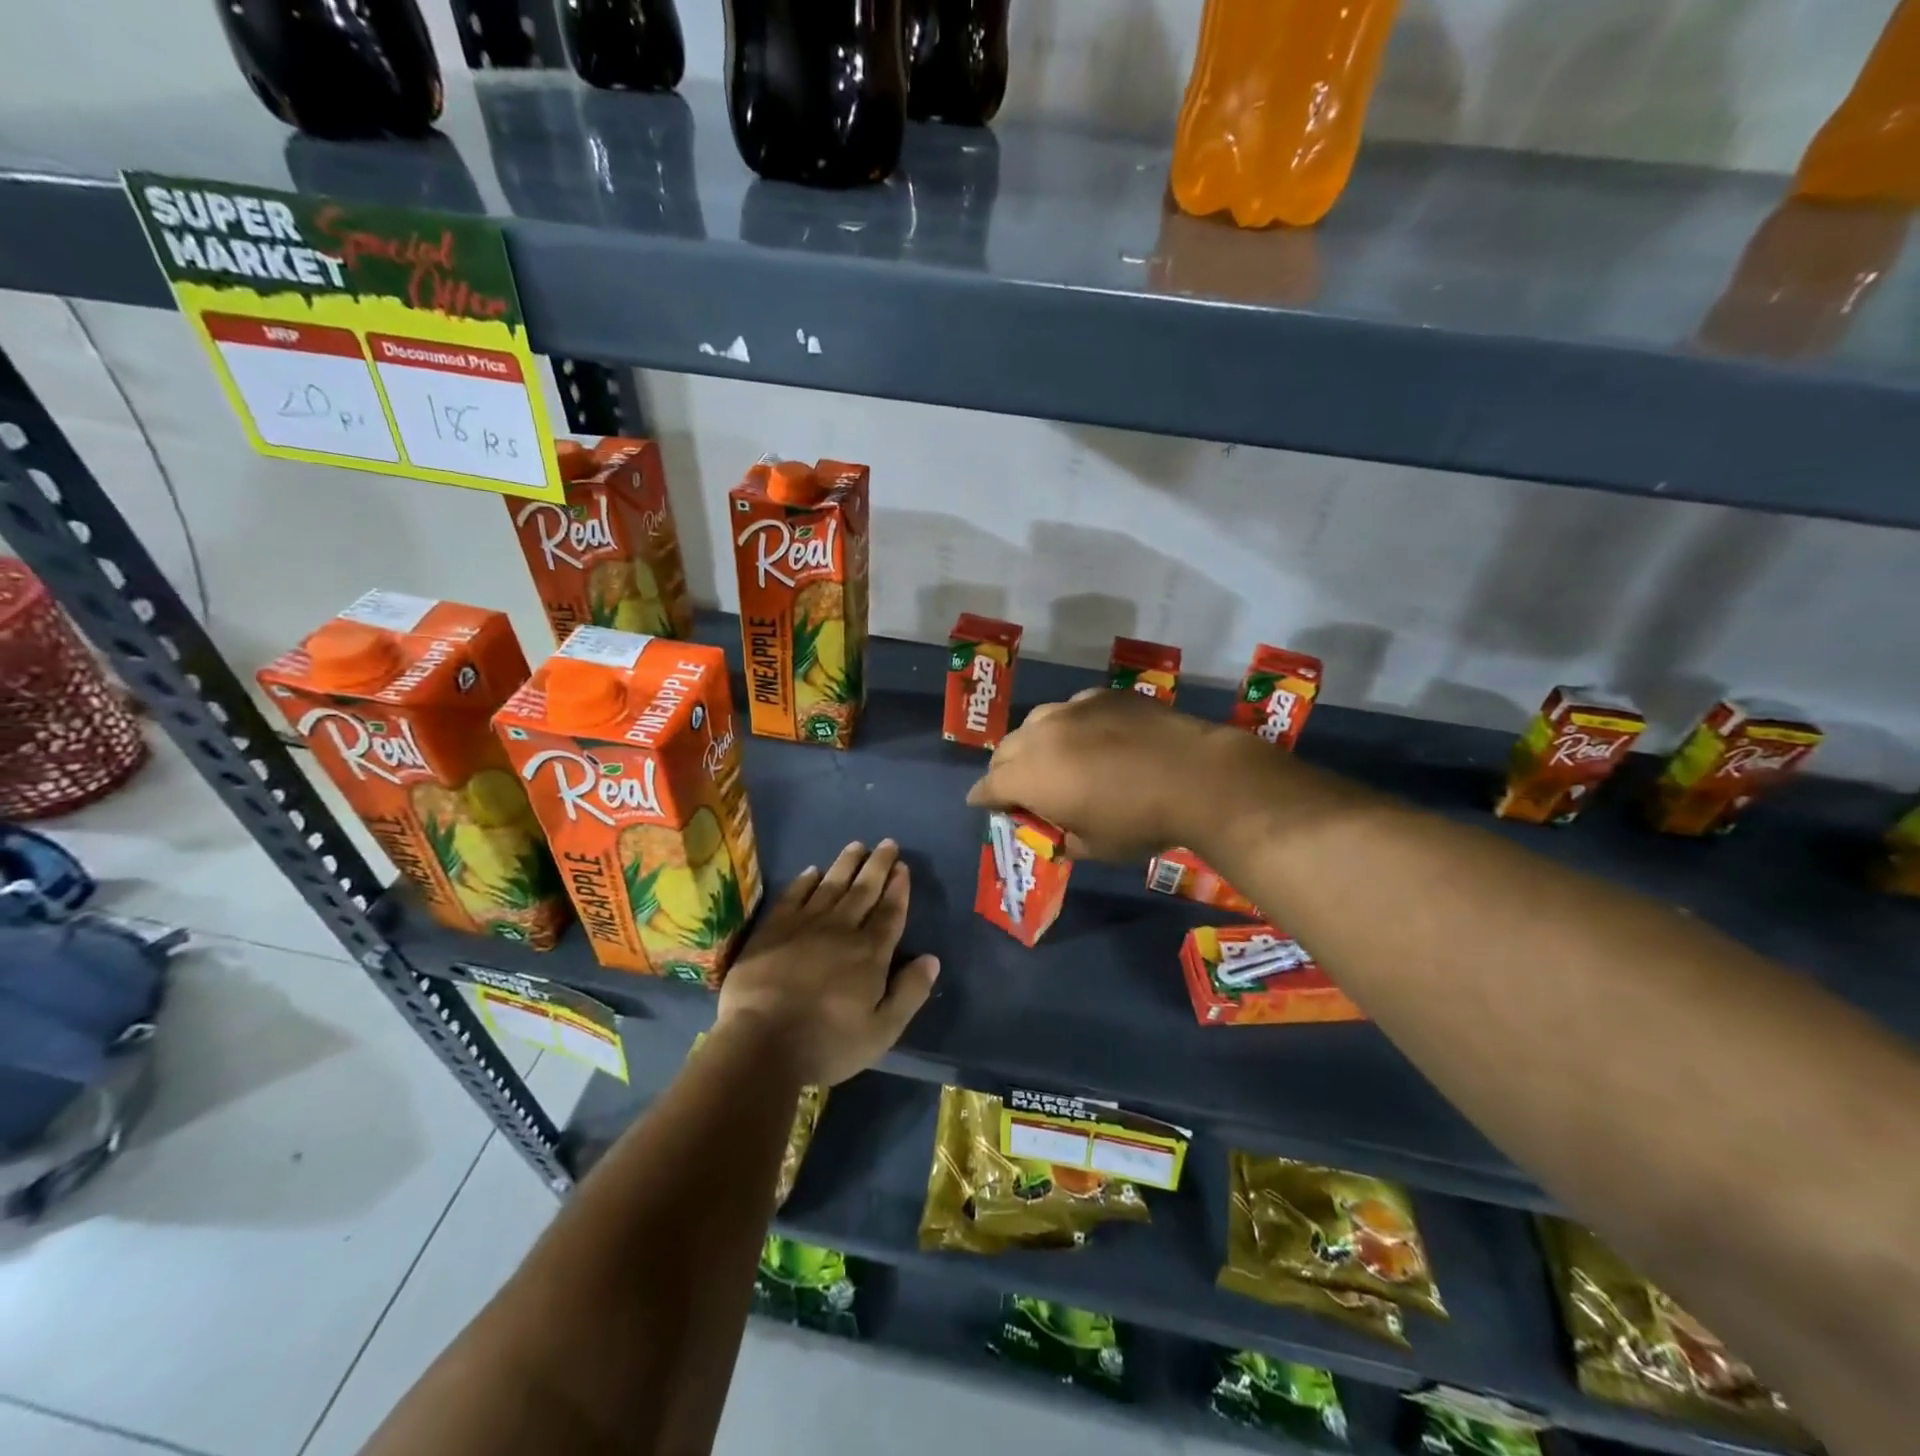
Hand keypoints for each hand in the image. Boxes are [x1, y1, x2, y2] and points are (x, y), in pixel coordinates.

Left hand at [715, 840, 939, 1086]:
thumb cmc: (827, 1043)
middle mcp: (841, 930)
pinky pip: (793, 896)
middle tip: (888, 843)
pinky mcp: (773, 930)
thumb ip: (909, 992)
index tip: (903, 867)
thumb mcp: (882, 1031)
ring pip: (831, 885)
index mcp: (870, 953)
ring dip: (846, 864)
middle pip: (864, 890)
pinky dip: (805, 881)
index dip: (898, 888)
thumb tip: (932, 959)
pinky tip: (812, 871)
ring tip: (857, 845)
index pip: (890, 912)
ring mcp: (804, 926)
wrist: (761, 1043)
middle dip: (878, 865)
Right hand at [966, 688, 1245, 859]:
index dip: (984, 799)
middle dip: (1005, 770)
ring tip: (1053, 758)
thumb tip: (1060, 828)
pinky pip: (1072, 710)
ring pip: (1036, 723)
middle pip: (1005, 750)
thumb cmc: (1139, 821)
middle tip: (1020, 787)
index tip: (984, 804)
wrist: (1196, 776)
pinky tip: (1093, 738)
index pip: (989, 786)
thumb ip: (1063, 836)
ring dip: (1034, 743)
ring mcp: (1072, 709)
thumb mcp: (1094, 847)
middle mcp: (1041, 736)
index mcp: (1029, 777)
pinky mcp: (1102, 695)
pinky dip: (1071, 726)